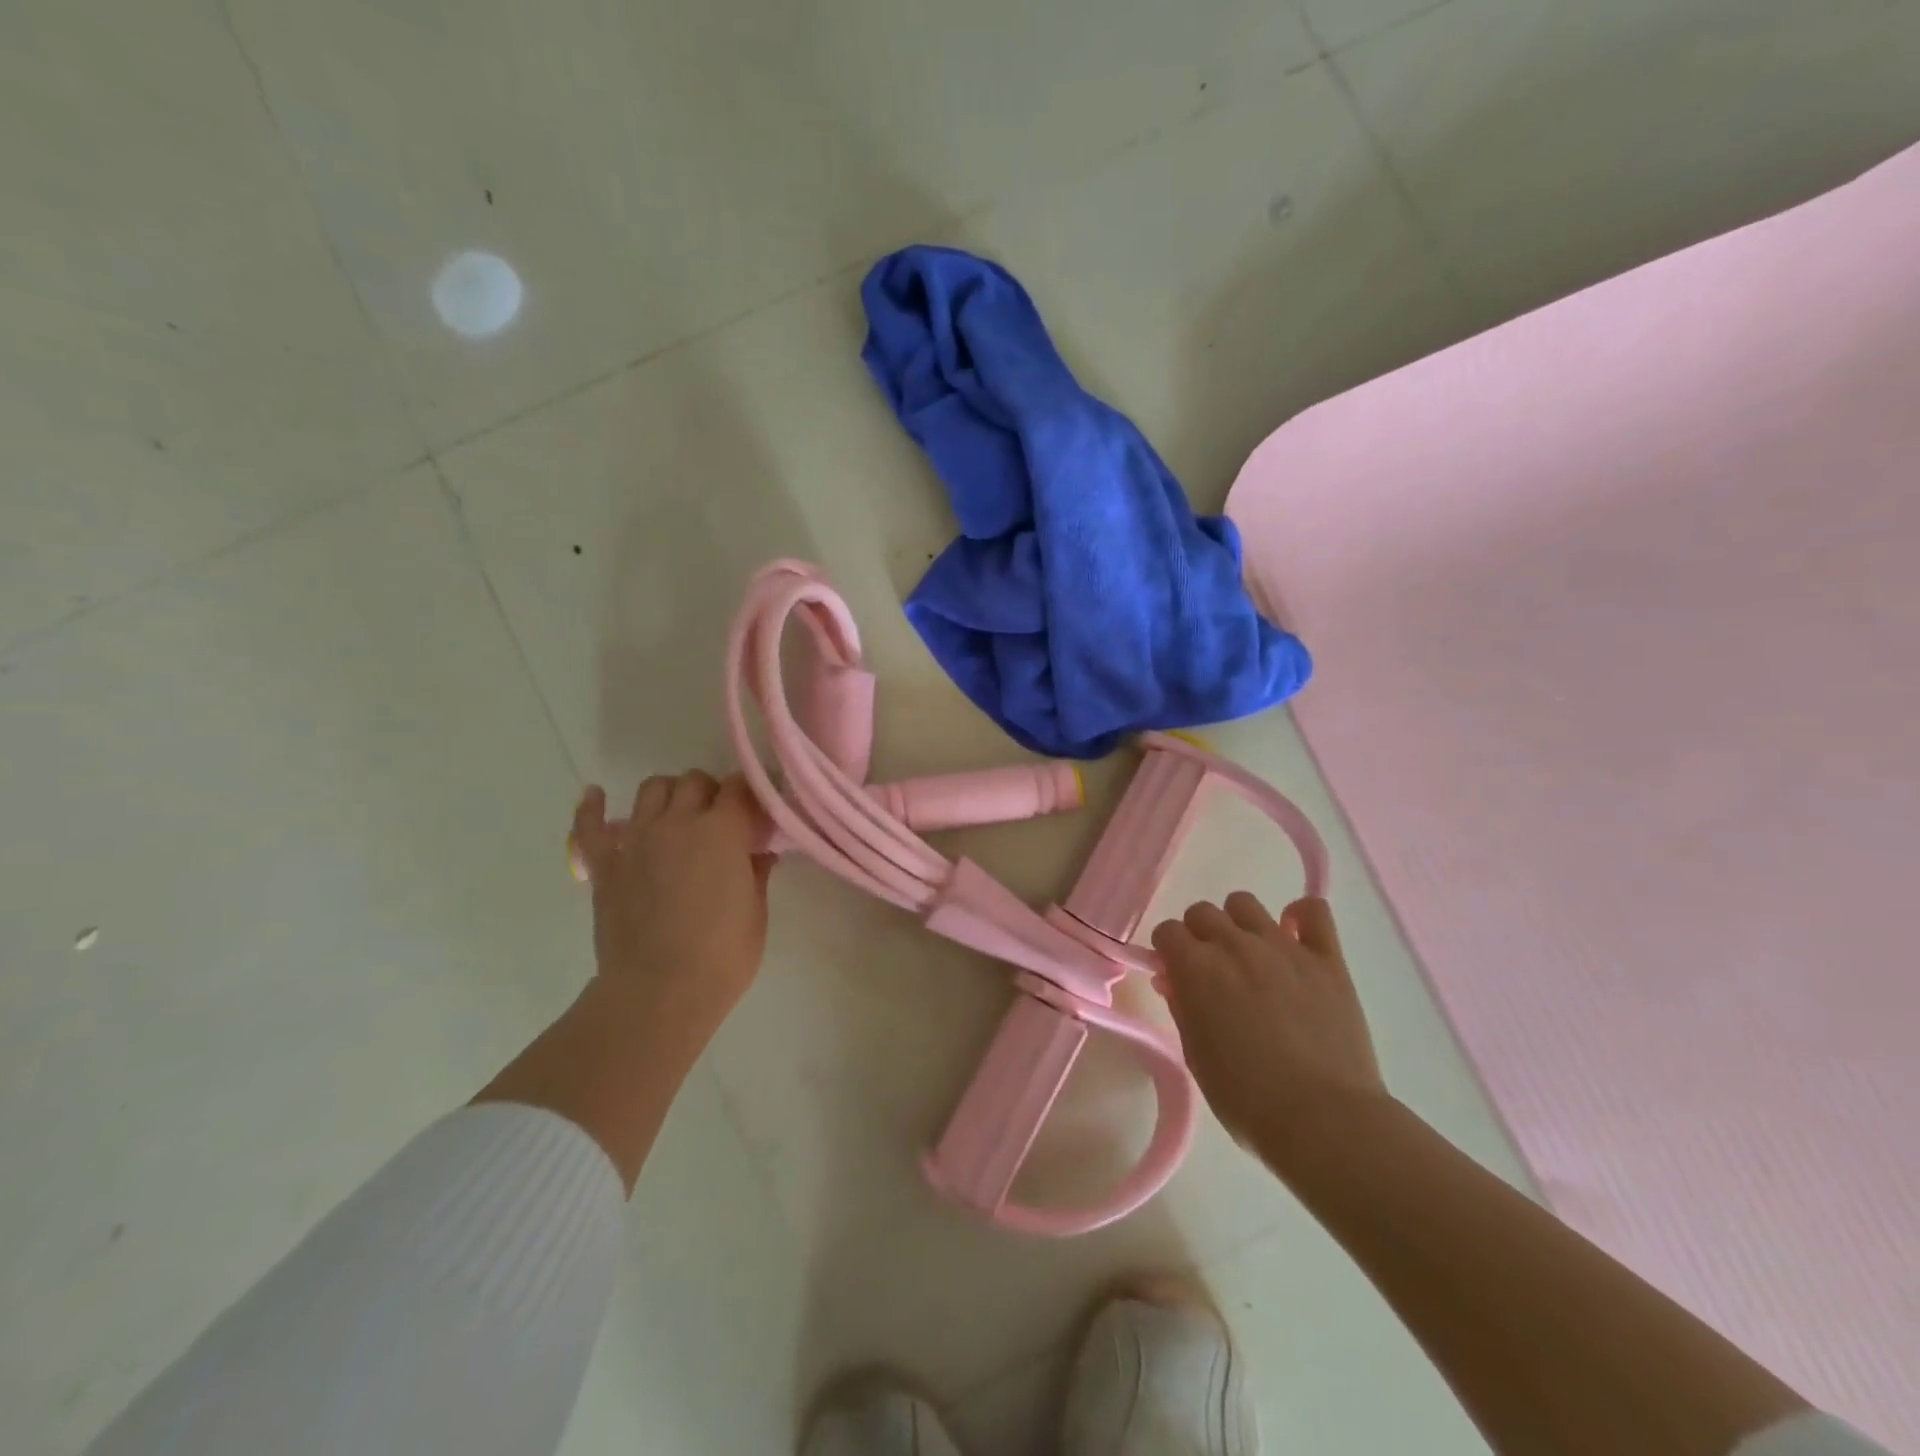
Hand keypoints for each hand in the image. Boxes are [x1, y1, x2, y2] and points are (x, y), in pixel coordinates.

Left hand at [570, 771, 772, 1043]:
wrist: (658, 993)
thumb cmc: (722, 955)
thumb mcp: (757, 912)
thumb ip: (756, 872)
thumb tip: (758, 852)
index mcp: (723, 831)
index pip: (739, 788)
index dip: (750, 795)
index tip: (757, 812)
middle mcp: (678, 823)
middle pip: (694, 781)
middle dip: (711, 793)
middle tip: (721, 820)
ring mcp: (637, 841)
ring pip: (652, 789)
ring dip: (669, 795)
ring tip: (677, 817)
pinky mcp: (606, 865)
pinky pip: (591, 826)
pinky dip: (593, 808)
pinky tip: (596, 797)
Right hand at [1152, 893, 1388, 1162]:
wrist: (1324, 1121)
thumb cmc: (1247, 1100)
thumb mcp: (1196, 1057)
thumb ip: (1182, 1009)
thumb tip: (1174, 980)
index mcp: (1196, 968)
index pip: (1168, 931)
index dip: (1168, 952)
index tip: (1176, 975)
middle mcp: (1235, 945)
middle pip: (1203, 912)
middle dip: (1199, 936)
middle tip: (1211, 970)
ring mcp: (1283, 947)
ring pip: (1245, 904)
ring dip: (1239, 923)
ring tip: (1250, 956)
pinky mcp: (1326, 959)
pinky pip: (1314, 911)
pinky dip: (1301, 916)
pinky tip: (1296, 937)